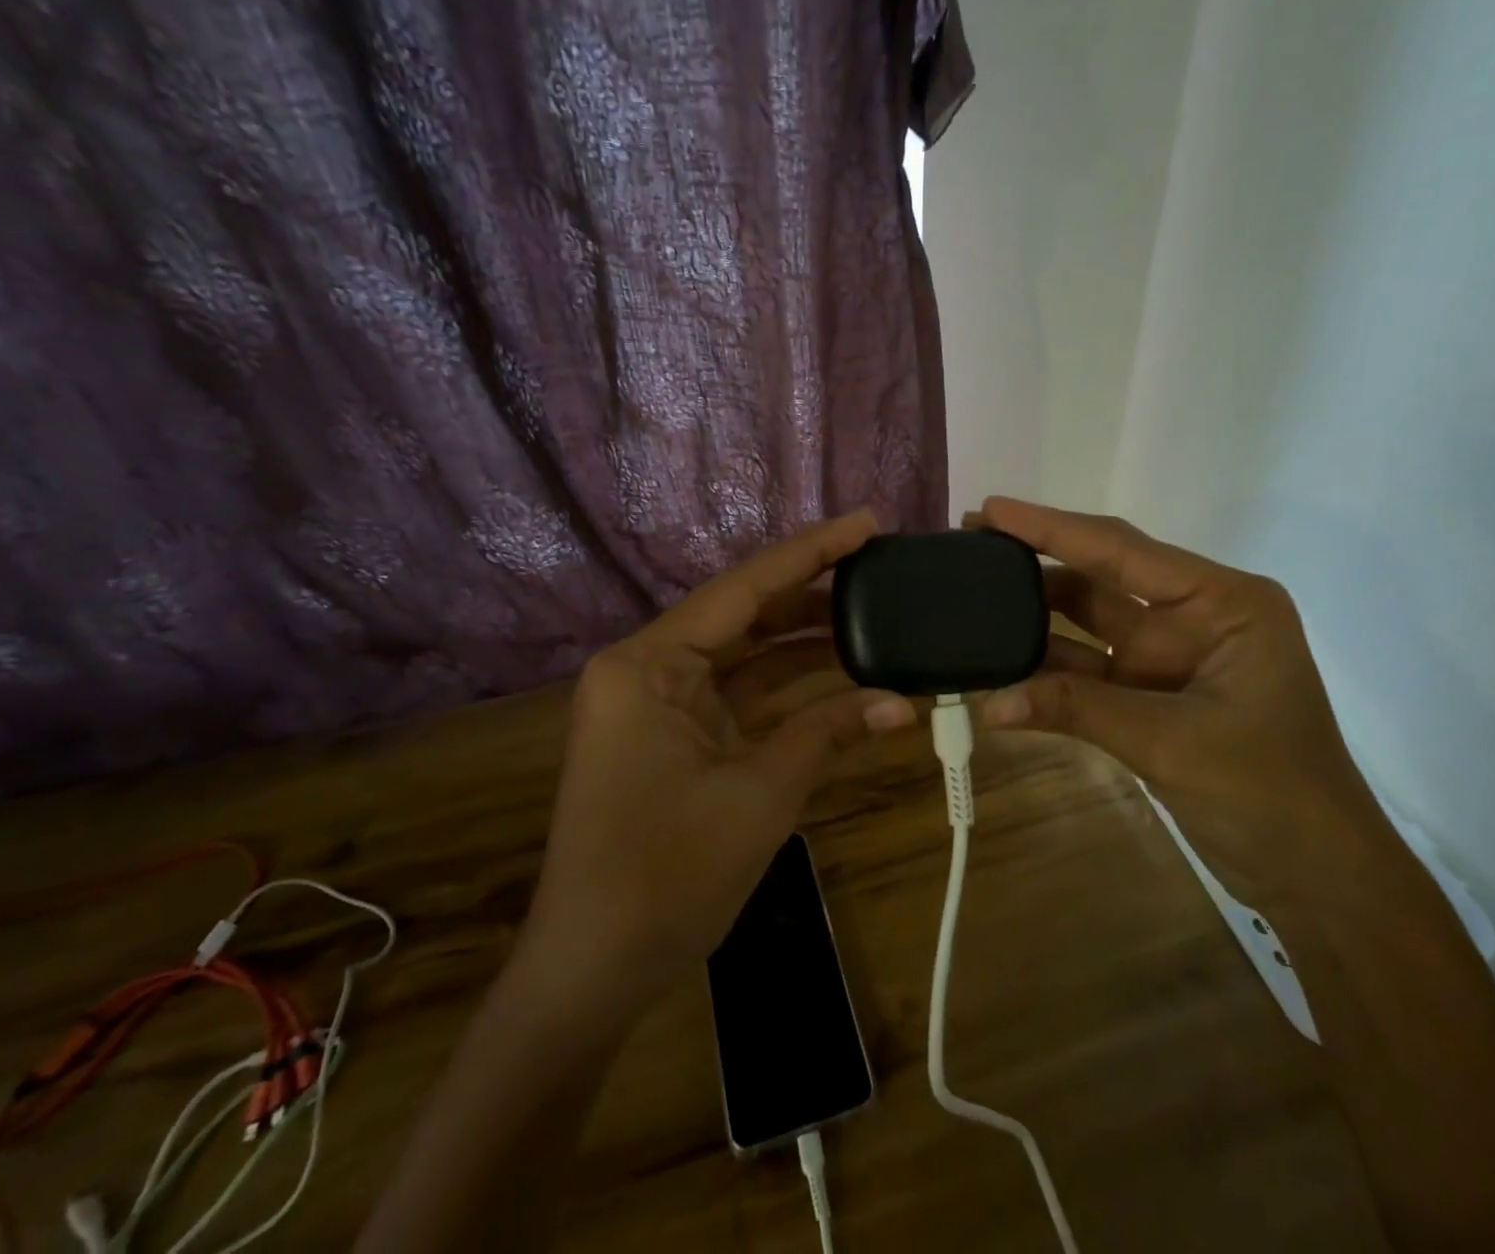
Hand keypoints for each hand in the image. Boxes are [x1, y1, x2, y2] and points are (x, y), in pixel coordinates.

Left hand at [519, 510, 915, 1001]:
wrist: (595, 971)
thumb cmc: (667, 875)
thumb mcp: (760, 794)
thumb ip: (828, 733)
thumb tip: (899, 703)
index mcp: (649, 665)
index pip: (744, 589)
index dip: (811, 553)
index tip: (866, 523)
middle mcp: (649, 669)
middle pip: (745, 616)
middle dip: (813, 596)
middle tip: (881, 571)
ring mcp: (660, 705)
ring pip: (746, 657)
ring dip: (806, 645)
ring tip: (875, 617)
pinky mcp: (676, 738)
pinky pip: (740, 697)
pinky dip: (789, 692)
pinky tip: (843, 678)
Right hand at [972, 497, 1399, 909]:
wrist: (1316, 877)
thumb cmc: (1272, 793)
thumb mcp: (1171, 742)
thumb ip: (1078, 710)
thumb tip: (988, 704)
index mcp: (1221, 602)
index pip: (1122, 550)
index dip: (1051, 528)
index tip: (991, 508)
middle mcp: (1192, 616)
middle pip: (1100, 577)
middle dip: (1036, 560)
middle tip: (969, 542)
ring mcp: (1168, 657)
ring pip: (1087, 623)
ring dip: (1033, 615)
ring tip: (970, 596)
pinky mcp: (1149, 696)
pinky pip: (1086, 670)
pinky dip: (1045, 670)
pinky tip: (998, 665)